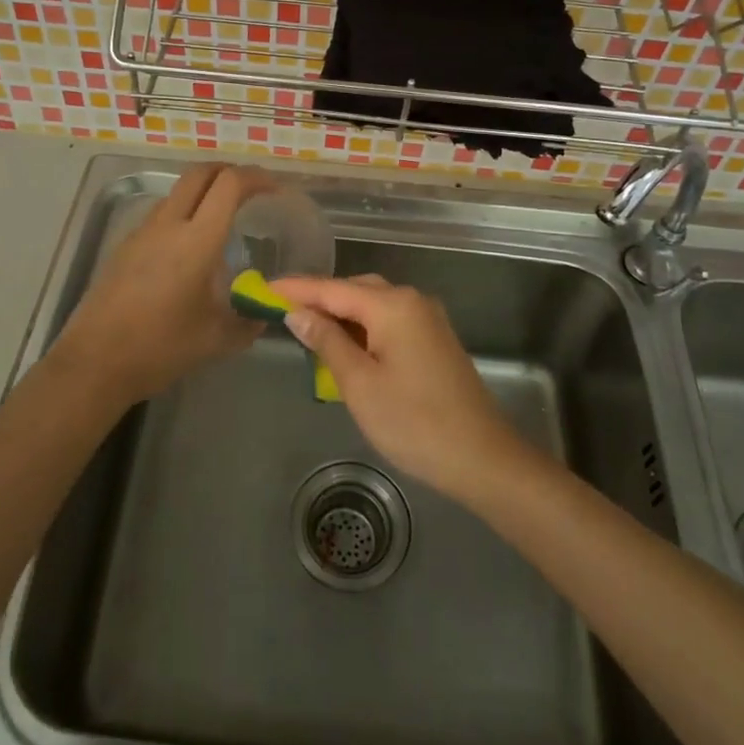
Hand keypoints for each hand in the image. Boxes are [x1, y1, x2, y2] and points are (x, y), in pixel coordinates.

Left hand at [51, 164, 269, 407]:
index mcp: (197, 240)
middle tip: (251, 190)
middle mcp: (168, 225)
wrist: (93, 363)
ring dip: (204, 192)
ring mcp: (142, 233)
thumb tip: (265, 311)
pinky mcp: (125, 247)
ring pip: (177, 192)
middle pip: (199, 173)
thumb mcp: (216, 339)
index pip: (229, 185)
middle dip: (229, 172)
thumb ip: (248, 321)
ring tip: (223, 217)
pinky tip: (190, 248)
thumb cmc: (160, 348)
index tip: (275, 189)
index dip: (256, 178)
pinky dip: (183, 214)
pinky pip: (160, 215)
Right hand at [268, 274, 529, 500]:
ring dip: (341, 314)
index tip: (262, 287)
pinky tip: (345, 345)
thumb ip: (327, 342)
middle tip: (280, 311)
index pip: (332, 288)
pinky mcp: (434, 339)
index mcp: (392, 305)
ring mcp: (427, 319)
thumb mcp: (359, 384)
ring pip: (373, 305)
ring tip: (306, 328)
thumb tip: (297, 313)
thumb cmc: (414, 422)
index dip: (296, 288)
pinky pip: (389, 321)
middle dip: (318, 299)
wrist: (481, 456)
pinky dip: (363, 327)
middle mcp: (412, 301)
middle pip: (355, 290)